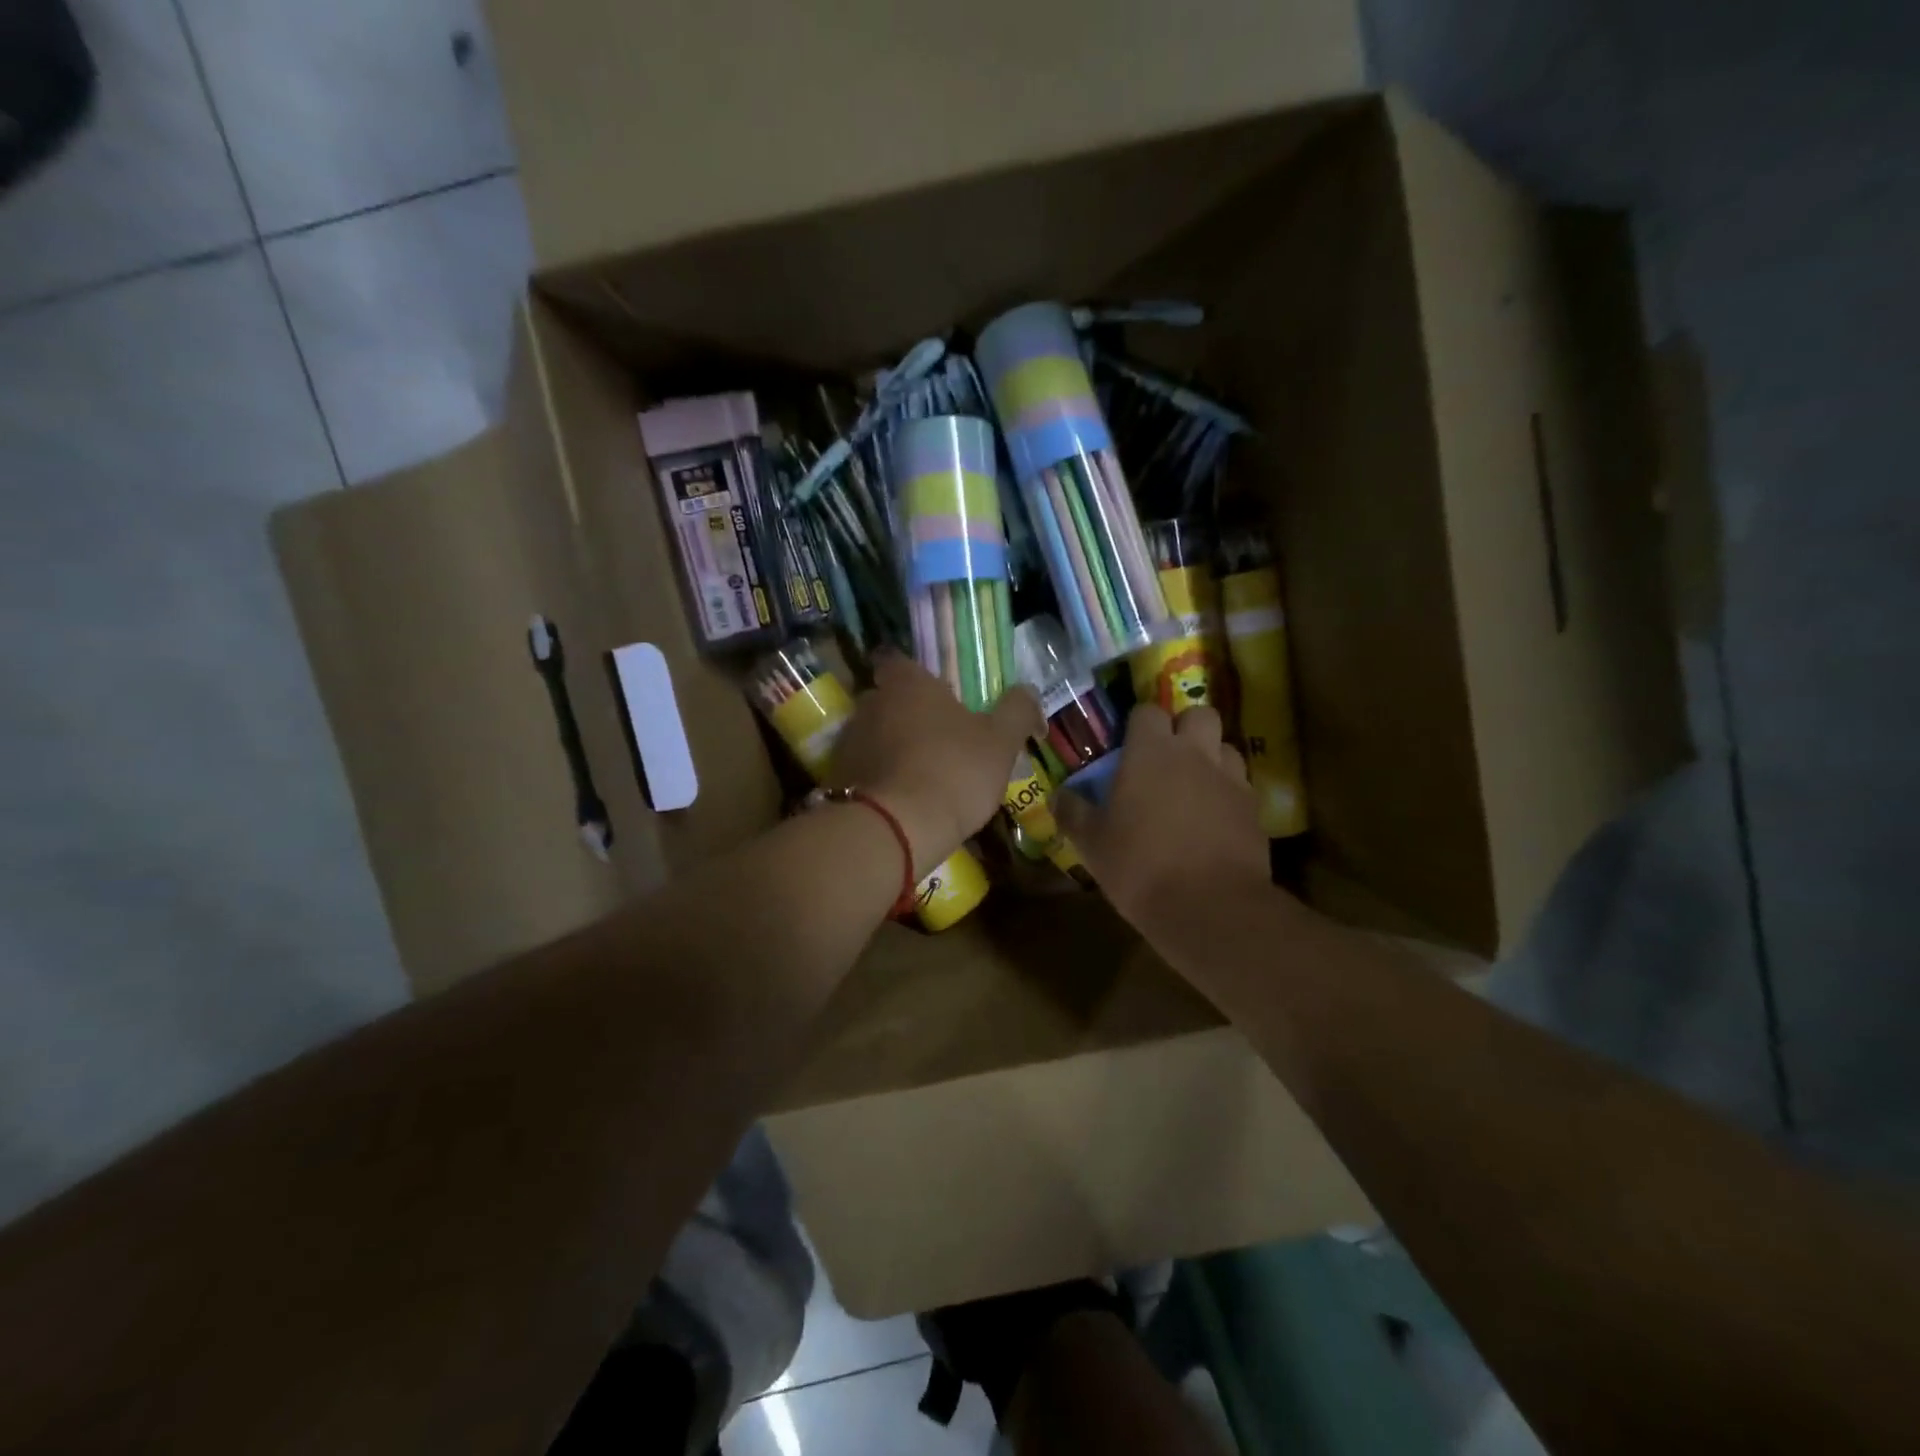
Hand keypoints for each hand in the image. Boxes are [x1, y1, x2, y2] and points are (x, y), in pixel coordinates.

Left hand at [829, 650, 1041, 875]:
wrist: (894, 829)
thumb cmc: (953, 771)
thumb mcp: (1000, 742)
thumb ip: (1017, 710)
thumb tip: (1028, 691)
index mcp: (907, 684)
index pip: (897, 660)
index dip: (915, 674)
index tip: (935, 693)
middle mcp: (870, 703)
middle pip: (886, 699)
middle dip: (907, 714)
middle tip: (937, 737)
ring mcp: (848, 742)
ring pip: (873, 736)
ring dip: (892, 748)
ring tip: (921, 775)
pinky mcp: (836, 779)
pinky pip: (862, 770)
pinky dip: (879, 779)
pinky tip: (900, 801)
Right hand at [1054, 705, 1270, 934]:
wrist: (1209, 907)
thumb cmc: (1140, 866)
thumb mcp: (1092, 843)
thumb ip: (1073, 812)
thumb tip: (1058, 795)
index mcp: (1151, 752)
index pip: (1147, 712)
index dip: (1137, 724)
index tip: (1127, 746)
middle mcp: (1195, 754)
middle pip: (1199, 714)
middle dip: (1184, 727)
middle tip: (1166, 757)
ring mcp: (1230, 780)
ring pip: (1225, 747)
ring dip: (1210, 757)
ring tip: (1192, 787)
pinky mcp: (1254, 809)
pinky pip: (1240, 786)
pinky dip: (1227, 794)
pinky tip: (1212, 820)